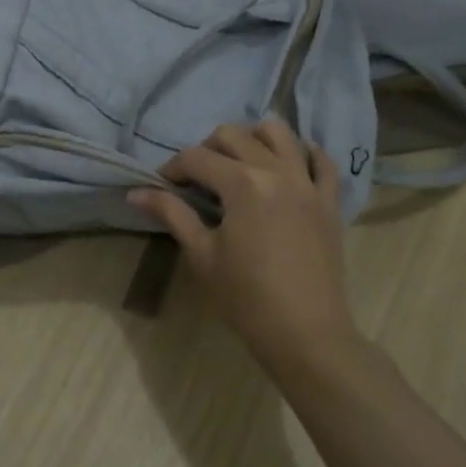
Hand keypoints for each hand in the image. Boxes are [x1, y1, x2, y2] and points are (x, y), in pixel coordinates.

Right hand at [129, 120, 361, 371]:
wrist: (305, 332)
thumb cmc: (245, 297)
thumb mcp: (202, 254)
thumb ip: (172, 214)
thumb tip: (135, 193)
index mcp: (243, 183)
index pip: (197, 158)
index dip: (173, 169)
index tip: (163, 187)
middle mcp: (277, 171)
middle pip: (234, 135)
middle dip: (207, 148)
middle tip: (197, 179)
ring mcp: (309, 183)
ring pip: (280, 134)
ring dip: (253, 138)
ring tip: (240, 163)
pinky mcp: (330, 201)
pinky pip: (323, 162)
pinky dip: (304, 154)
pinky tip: (289, 164)